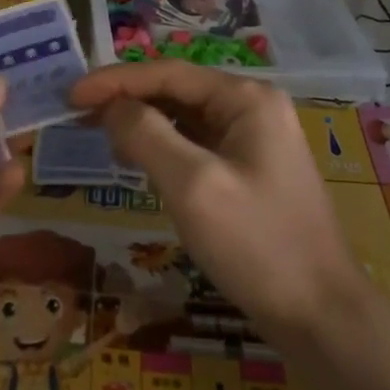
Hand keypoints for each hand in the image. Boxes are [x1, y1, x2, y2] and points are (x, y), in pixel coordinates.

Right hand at [68, 64, 368, 351]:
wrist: (320, 316)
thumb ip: (146, 135)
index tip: (69, 96)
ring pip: (185, 118)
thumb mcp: (193, 186)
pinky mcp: (249, 171)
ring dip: (142, 123)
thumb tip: (111, 106)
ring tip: (97, 134)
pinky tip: (137, 160)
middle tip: (75, 116)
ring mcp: (254, 140)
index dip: (114, 81)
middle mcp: (253, 108)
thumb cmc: (257, 244)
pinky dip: (163, 147)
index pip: (167, 73)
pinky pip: (196, 144)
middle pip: (176, 90)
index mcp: (246, 98)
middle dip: (126, 99)